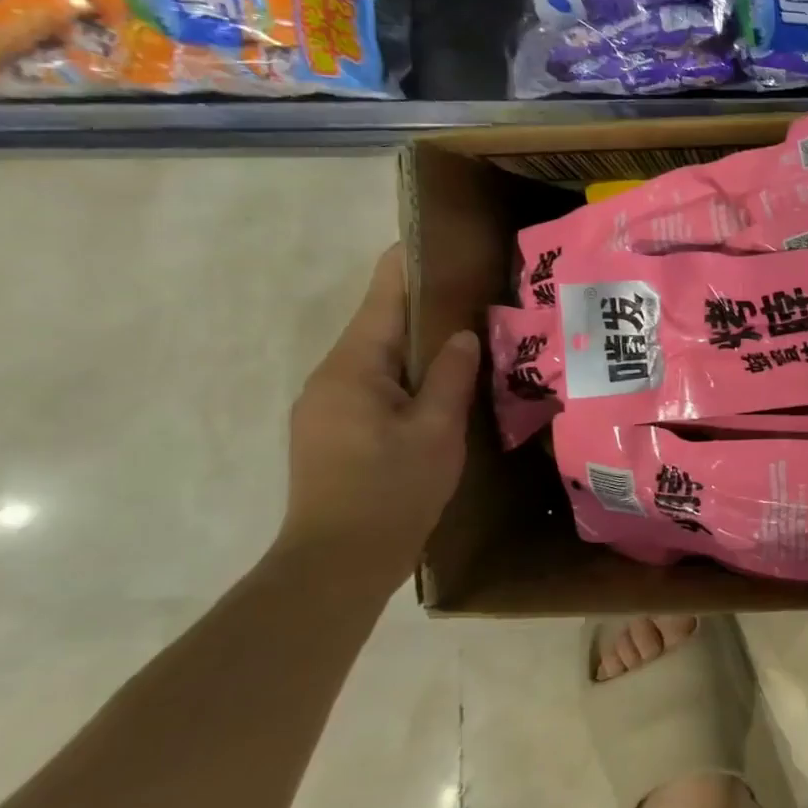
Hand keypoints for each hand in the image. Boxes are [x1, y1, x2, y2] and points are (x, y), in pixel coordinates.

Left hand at [278, 246, 479, 580]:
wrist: (336, 566)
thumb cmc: (390, 491)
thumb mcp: (436, 431)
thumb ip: (451, 376)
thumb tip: (461, 334)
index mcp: (353, 366)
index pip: (383, 296)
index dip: (412, 264)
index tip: (447, 242)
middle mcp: (332, 377)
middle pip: (381, 324)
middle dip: (426, 306)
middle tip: (480, 295)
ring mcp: (327, 406)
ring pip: (380, 358)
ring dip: (420, 345)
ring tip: (471, 337)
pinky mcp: (333, 432)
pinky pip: (376, 386)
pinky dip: (409, 376)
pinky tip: (442, 387)